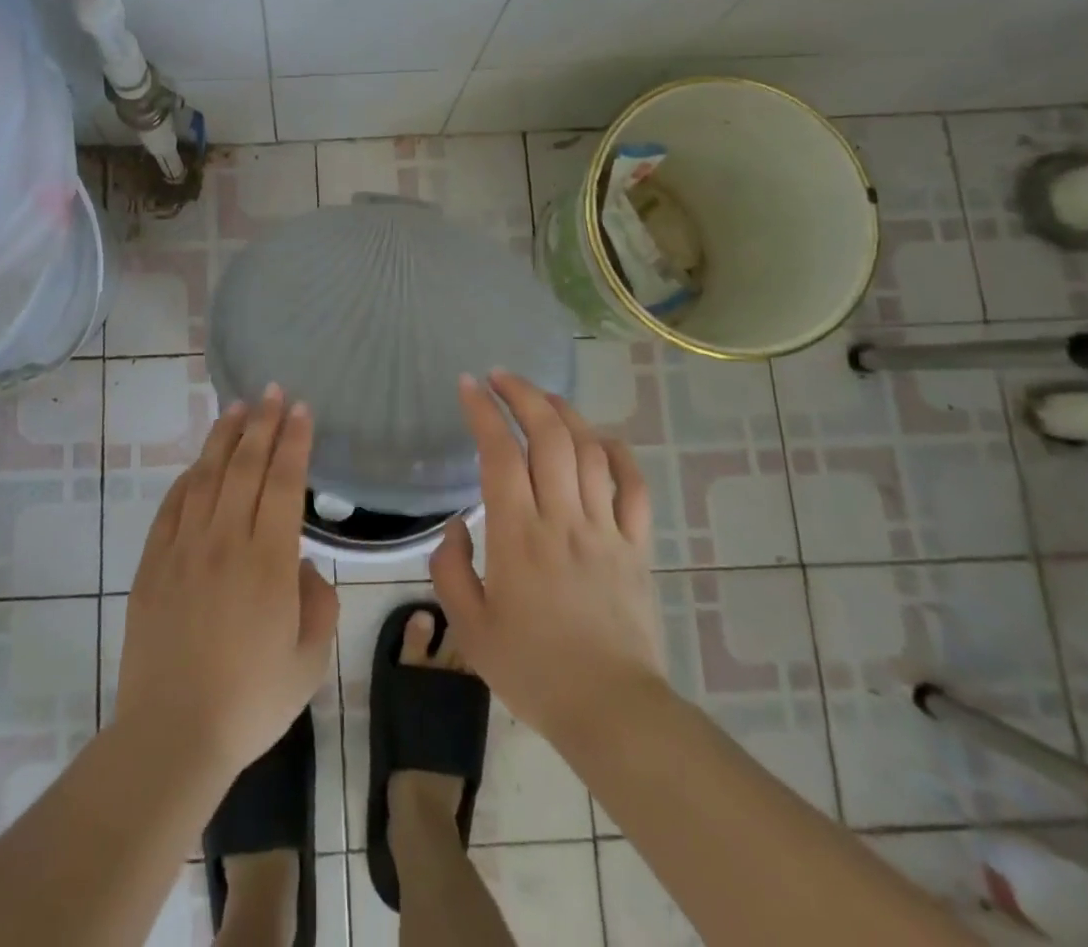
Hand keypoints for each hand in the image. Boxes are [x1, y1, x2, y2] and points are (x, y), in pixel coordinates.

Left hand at [116, 386, 339, 779]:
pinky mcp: (153, 563)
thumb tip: (300, 565)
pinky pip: (172, 506)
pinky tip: (198, 463)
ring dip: (224, 438)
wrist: (172, 735)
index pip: (284, 482)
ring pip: (207, 476)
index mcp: (268, 561)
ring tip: (236, 407)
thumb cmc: (250, 701)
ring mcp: (184, 548)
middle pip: (245, 466)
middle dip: (262, 423)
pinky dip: (188, 477)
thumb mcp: (309, 659)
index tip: (300, 408)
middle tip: (272, 391)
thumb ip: (317, 602)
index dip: (293, 440)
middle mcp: (225, 541)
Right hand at [431, 370, 666, 751]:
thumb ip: (450, 569)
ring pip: (589, 451)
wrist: (611, 711)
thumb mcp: (470, 627)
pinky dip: (619, 454)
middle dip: (523, 394)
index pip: (499, 452)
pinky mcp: (636, 547)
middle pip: (548, 436)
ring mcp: (605, 529)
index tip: (468, 384)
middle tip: (501, 376)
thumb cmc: (533, 670)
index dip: (483, 411)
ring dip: (565, 413)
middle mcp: (562, 518)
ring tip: (543, 396)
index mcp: (517, 534)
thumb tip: (454, 527)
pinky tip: (602, 437)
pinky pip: (634, 488)